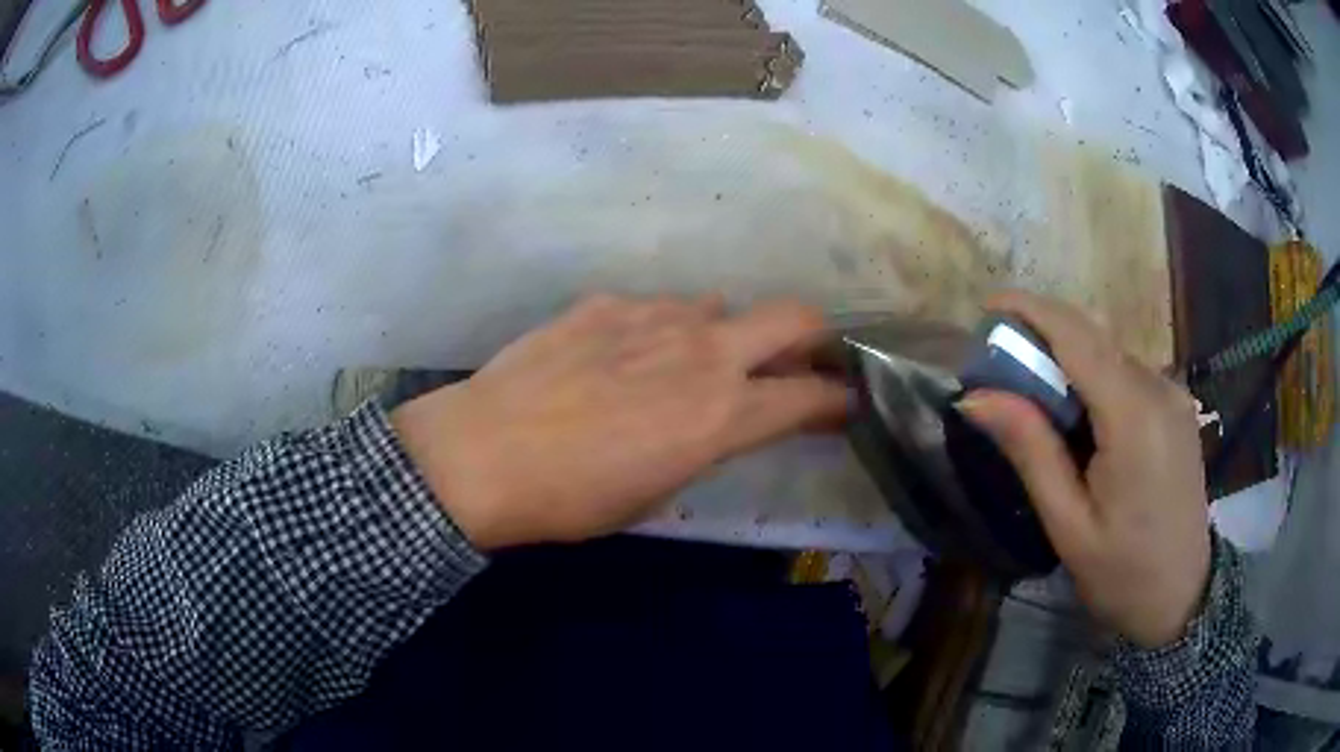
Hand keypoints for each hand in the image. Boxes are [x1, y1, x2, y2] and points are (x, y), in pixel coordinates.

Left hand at [391, 294, 847, 550]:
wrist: (484, 454)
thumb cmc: (573, 498)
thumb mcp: (656, 491)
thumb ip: (702, 442)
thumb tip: (718, 414)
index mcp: (722, 414)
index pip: (811, 396)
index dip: (836, 399)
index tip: (842, 402)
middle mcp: (703, 352)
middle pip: (792, 317)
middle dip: (813, 336)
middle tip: (801, 358)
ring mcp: (654, 316)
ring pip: (717, 307)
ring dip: (721, 335)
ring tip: (685, 364)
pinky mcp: (606, 302)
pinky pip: (655, 307)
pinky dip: (658, 329)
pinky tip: (619, 355)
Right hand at [958, 291, 1210, 647]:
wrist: (1182, 598)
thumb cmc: (1121, 573)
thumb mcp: (1067, 524)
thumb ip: (1030, 450)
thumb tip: (976, 396)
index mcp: (1134, 417)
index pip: (1077, 337)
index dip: (1031, 311)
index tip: (987, 308)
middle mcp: (1159, 389)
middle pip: (1094, 339)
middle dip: (1043, 337)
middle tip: (1000, 366)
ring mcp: (1173, 394)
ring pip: (1110, 354)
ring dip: (1068, 361)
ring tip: (1035, 400)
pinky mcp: (1176, 406)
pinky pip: (1127, 374)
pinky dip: (1094, 379)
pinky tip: (1080, 419)